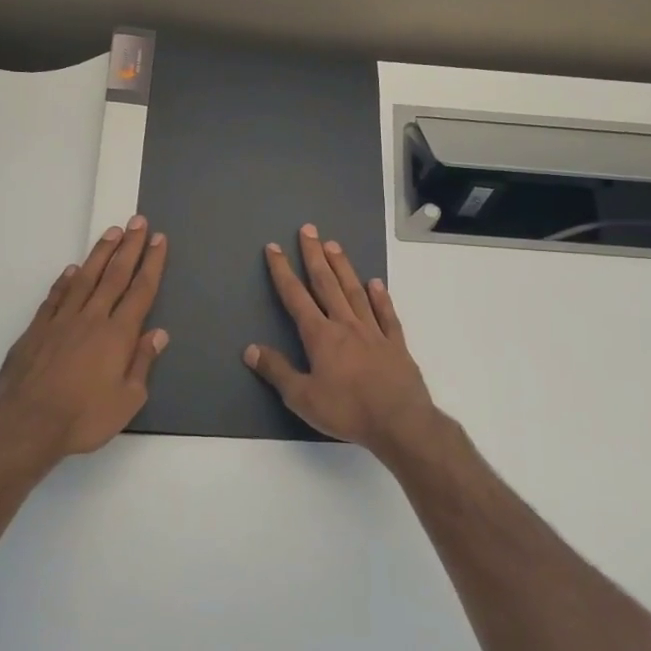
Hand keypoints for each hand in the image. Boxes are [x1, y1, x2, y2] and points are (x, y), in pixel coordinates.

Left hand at [0, 216, 168, 461]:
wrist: (26, 423)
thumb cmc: (84, 417)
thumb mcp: (127, 399)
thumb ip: (142, 363)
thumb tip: (158, 334)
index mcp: (118, 335)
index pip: (141, 291)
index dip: (152, 264)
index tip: (158, 240)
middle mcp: (92, 318)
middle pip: (115, 276)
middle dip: (130, 247)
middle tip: (139, 221)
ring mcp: (61, 321)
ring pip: (85, 279)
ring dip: (100, 254)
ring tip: (112, 233)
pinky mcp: (36, 330)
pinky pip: (55, 297)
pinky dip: (64, 282)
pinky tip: (70, 270)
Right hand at [244, 223, 442, 457]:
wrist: (399, 421)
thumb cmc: (347, 410)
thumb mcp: (302, 397)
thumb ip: (277, 371)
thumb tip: (250, 349)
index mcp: (321, 336)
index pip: (296, 297)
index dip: (283, 272)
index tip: (274, 248)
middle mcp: (346, 325)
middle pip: (327, 283)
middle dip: (314, 256)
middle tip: (308, 229)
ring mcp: (373, 331)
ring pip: (355, 291)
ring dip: (343, 267)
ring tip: (334, 245)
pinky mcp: (395, 343)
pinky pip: (386, 314)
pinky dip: (380, 297)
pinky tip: (376, 283)